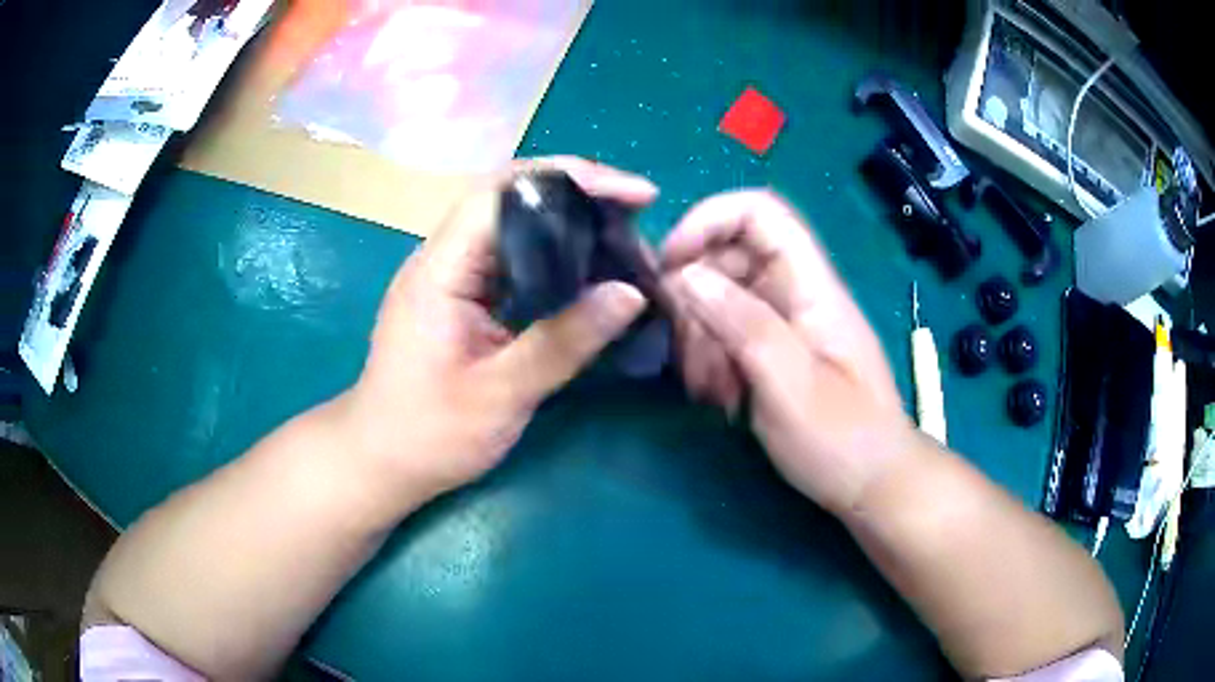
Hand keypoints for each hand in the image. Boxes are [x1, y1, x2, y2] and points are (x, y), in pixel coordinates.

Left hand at [339, 158, 658, 505]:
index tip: (632, 194)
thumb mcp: (501, 395)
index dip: (570, 180)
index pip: (503, 193)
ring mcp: (449, 275)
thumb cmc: (430, 434)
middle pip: (509, 196)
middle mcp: (442, 258)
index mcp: (440, 270)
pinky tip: (585, 268)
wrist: (381, 460)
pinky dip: (553, 251)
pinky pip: (510, 254)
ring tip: (622, 234)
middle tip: (636, 210)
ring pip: (512, 222)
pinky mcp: (459, 295)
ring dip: (567, 219)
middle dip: (576, 191)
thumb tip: (631, 293)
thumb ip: (564, 342)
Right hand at [662, 190, 914, 514]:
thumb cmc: (843, 439)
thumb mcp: (791, 385)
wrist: (871, 483)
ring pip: (718, 299)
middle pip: (728, 257)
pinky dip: (709, 361)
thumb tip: (687, 275)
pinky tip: (720, 400)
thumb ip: (743, 324)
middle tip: (692, 356)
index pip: (760, 212)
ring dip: (700, 340)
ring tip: (714, 393)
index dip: (709, 220)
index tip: (671, 266)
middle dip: (696, 301)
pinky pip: (724, 334)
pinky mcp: (770, 351)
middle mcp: (794, 292)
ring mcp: (781, 323)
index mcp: (812, 285)